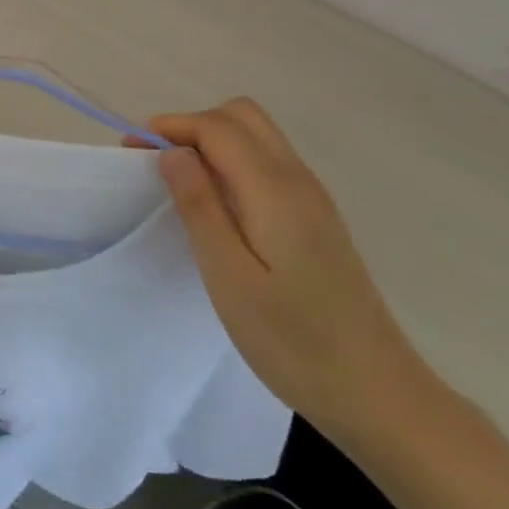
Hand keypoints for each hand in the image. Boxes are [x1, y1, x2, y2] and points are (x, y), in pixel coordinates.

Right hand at [140, 99, 438, 444]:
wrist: (376, 392)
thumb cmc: (293, 340)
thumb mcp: (229, 277)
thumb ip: (199, 207)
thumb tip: (172, 151)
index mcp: (274, 190)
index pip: (217, 127)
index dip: (171, 126)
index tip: (132, 150)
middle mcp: (298, 180)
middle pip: (242, 116)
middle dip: (193, 125)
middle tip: (156, 161)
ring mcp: (313, 198)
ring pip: (258, 136)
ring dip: (213, 140)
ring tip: (178, 180)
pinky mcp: (317, 218)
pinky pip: (268, 163)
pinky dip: (233, 161)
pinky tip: (217, 203)